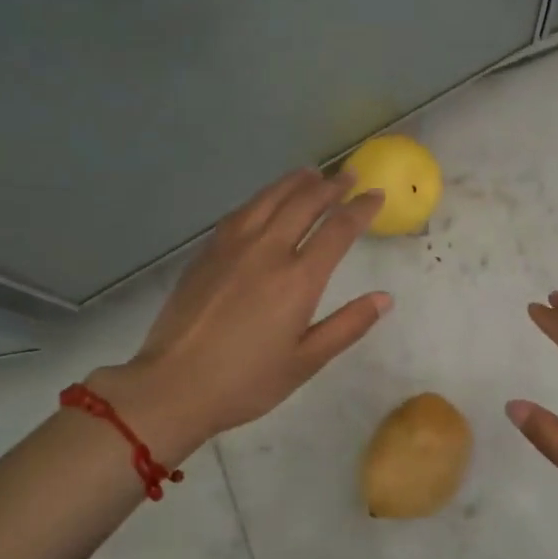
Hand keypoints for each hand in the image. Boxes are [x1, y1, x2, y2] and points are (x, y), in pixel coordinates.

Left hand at [89, 169, 390, 463]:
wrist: (172, 385)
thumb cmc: (246, 381)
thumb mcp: (306, 361)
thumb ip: (347, 326)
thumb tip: (385, 298)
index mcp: (298, 279)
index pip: (338, 229)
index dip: (361, 208)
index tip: (376, 195)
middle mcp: (267, 251)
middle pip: (304, 203)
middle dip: (331, 186)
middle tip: (348, 175)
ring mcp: (233, 246)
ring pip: (269, 198)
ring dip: (295, 182)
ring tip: (311, 173)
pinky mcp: (207, 251)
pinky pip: (242, 211)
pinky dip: (263, 197)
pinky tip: (266, 200)